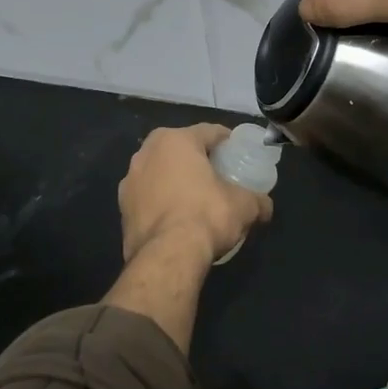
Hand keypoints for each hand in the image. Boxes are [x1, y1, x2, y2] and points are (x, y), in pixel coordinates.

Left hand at [118, 124, 273, 267]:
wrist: (167, 257)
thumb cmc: (206, 216)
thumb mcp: (244, 206)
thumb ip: (257, 201)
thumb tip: (266, 207)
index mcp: (176, 140)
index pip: (209, 131)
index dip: (227, 141)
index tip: (239, 152)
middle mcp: (146, 153)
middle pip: (180, 149)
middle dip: (198, 159)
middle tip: (218, 174)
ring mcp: (129, 181)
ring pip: (160, 172)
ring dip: (176, 180)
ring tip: (196, 197)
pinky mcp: (121, 209)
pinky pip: (149, 197)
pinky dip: (163, 202)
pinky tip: (177, 217)